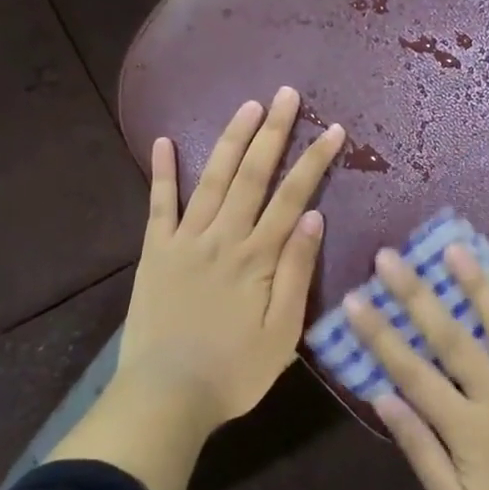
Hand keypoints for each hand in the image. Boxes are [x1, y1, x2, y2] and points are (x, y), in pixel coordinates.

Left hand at [115, 87, 343, 431]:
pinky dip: (162, 172)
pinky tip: (164, 141)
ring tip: (247, 106)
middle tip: (286, 94)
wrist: (166, 395)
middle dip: (273, 132)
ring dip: (231, 139)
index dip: (314, 160)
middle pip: (254, 175)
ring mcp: (186, 240)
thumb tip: (315, 218)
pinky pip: (159, 204)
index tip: (332, 129)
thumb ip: (297, 271)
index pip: (294, 196)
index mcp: (259, 257)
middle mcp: (225, 237)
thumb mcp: (283, 332)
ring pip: (213, 179)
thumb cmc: (234, 371)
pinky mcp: (156, 251)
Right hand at [346, 246, 488, 489]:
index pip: (412, 372)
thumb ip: (420, 450)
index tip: (355, 299)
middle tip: (389, 257)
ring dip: (478, 286)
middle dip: (417, 295)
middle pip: (452, 338)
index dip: (380, 334)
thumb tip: (382, 397)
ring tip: (454, 248)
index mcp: (468, 429)